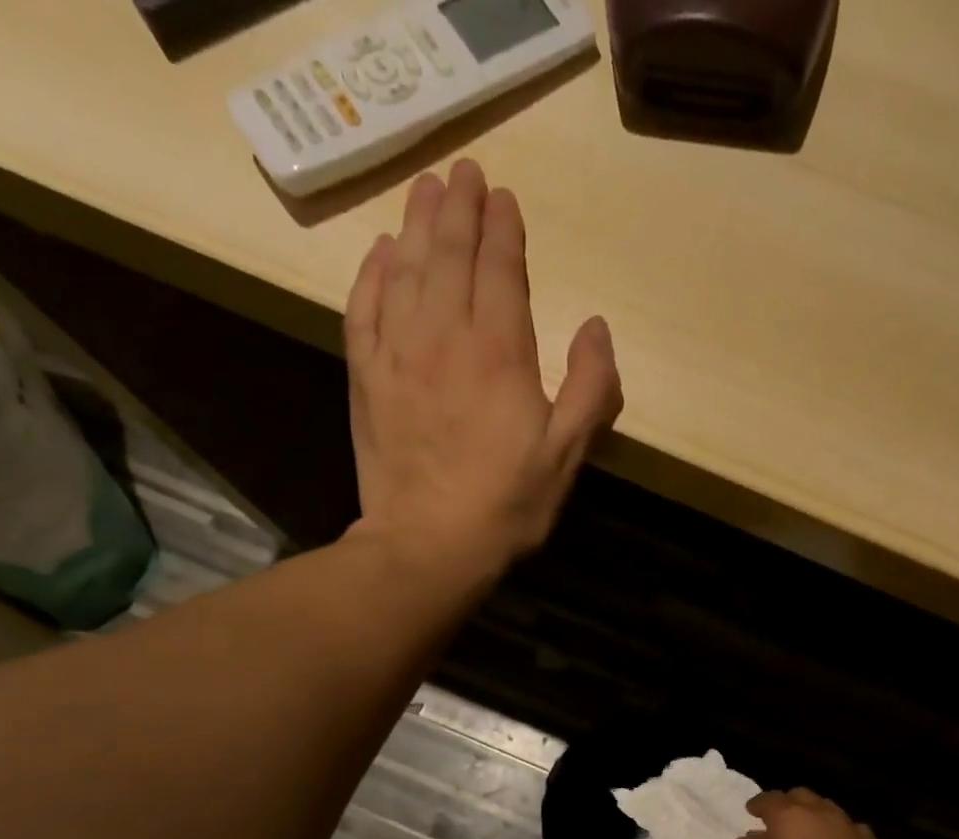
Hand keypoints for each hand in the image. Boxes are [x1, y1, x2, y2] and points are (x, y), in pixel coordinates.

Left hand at [343, 160, 622, 570]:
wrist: (429, 545)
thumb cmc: (507, 505)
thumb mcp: (567, 456)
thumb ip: (591, 389)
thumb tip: (596, 327)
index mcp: (500, 352)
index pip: (500, 269)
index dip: (504, 230)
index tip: (505, 198)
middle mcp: (444, 335)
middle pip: (450, 254)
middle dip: (460, 208)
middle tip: (464, 172)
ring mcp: (397, 353)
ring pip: (405, 269)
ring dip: (417, 223)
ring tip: (426, 189)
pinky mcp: (366, 378)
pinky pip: (363, 308)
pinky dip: (372, 273)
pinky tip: (381, 252)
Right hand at [736, 790, 929, 838]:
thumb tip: (747, 838)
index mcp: (788, 818)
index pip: (769, 799)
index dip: (758, 805)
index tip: (751, 812)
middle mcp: (820, 813)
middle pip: (800, 797)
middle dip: (787, 805)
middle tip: (778, 824)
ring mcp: (849, 826)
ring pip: (826, 809)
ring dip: (813, 816)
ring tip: (806, 837)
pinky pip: (848, 828)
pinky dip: (836, 833)